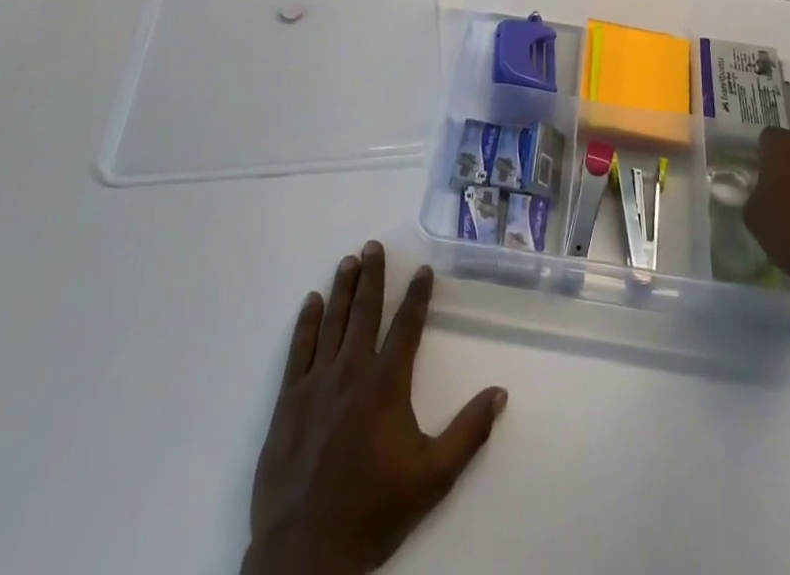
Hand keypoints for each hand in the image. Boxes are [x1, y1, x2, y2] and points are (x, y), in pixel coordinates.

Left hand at [243, 242, 507, 574]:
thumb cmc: (374, 511)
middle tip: (373, 245)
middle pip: (365, 311)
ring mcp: (317, 382)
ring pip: (332, 321)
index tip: (422, 269)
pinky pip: (299, 349)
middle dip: (372, 275)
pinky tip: (312, 302)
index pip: (406, 325)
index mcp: (386, 384)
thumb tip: (500, 392)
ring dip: (342, 288)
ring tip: (348, 261)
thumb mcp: (433, 477)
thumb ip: (469, 432)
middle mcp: (352, 371)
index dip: (416, 294)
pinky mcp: (289, 400)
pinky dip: (306, 322)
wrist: (306, 553)